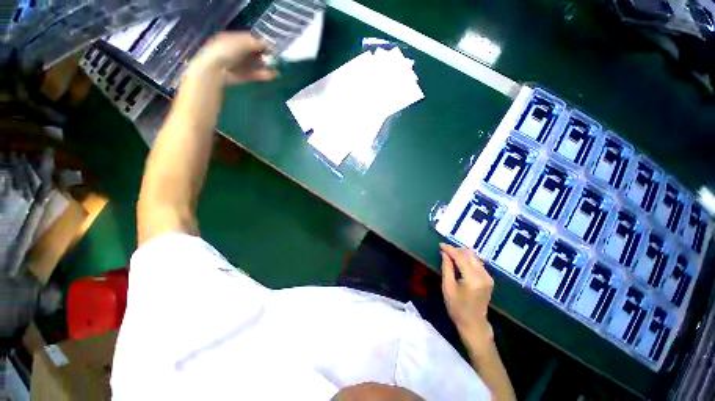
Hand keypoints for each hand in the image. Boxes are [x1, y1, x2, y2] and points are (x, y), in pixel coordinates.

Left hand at [189, 32, 277, 84]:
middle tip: (274, 57)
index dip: (261, 42)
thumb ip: (256, 43)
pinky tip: (273, 75)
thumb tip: (268, 45)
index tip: (272, 47)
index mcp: (233, 39)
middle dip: (264, 53)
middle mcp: (237, 50)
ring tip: (275, 66)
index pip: (250, 38)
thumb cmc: (226, 51)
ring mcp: (240, 64)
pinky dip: (264, 75)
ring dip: (266, 64)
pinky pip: (256, 74)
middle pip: (254, 51)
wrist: (216, 70)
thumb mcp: (241, 42)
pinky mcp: (243, 76)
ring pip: (256, 63)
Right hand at [440, 243, 494, 354]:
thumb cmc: (457, 307)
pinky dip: (467, 260)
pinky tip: (459, 262)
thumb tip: (445, 253)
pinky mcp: (489, 279)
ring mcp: (488, 277)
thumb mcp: (447, 287)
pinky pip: (477, 263)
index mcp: (473, 279)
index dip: (450, 249)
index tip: (440, 244)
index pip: (461, 257)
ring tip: (450, 256)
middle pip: (470, 254)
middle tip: (444, 251)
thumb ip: (447, 268)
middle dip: (456, 250)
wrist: (474, 324)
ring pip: (474, 257)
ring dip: (462, 254)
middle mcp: (483, 275)